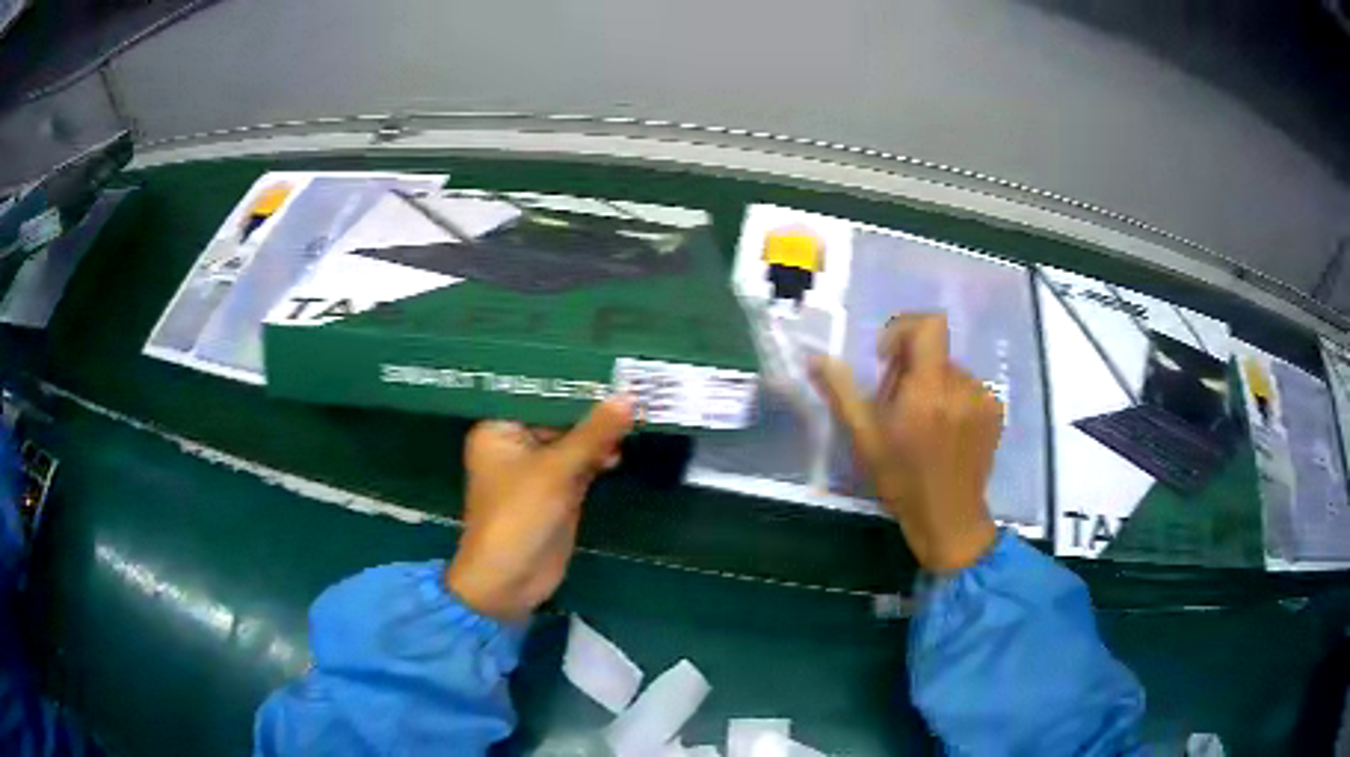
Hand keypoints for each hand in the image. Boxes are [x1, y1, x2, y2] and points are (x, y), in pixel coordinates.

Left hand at [446, 398, 633, 622]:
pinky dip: (598, 458)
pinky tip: (620, 451)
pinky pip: (580, 465)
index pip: (538, 394)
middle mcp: (516, 444)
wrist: (509, 582)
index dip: (572, 382)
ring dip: (598, 434)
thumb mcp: (555, 471)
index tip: (607, 365)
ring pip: (572, 442)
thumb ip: (592, 434)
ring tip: (634, 416)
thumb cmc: (518, 517)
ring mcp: (537, 470)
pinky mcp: (556, 493)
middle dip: (591, 408)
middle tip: (631, 386)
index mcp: (499, 430)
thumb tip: (628, 397)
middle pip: (558, 417)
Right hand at [811, 314, 1002, 571]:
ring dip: (933, 387)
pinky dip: (953, 400)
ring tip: (924, 427)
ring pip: (950, 372)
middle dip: (912, 370)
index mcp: (929, 389)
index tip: (887, 359)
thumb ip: (842, 393)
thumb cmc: (902, 481)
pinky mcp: (996, 412)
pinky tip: (945, 434)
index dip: (904, 329)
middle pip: (934, 353)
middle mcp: (962, 385)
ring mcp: (984, 398)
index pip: (929, 325)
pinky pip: (968, 388)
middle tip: (899, 410)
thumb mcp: (865, 439)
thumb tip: (816, 358)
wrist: (949, 518)